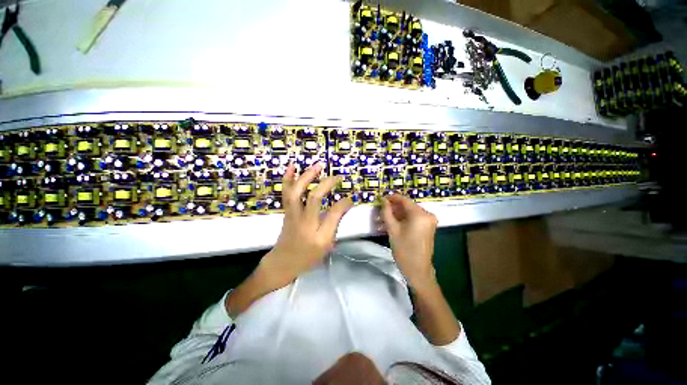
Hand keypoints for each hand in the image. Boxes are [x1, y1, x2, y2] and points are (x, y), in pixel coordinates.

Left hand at [260, 162, 352, 286]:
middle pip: (313, 197)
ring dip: (307, 176)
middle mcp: (303, 221)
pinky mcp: (287, 210)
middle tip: (338, 177)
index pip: (333, 213)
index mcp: (317, 233)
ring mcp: (292, 213)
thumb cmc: (307, 256)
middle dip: (327, 184)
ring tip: (318, 165)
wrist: (282, 262)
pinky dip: (288, 178)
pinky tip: (292, 167)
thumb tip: (344, 205)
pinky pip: (286, 192)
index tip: (350, 198)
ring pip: (296, 192)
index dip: (344, 203)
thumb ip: (335, 223)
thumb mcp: (326, 244)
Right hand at [381, 194, 437, 288]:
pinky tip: (393, 223)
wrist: (418, 270)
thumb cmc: (404, 249)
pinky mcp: (428, 226)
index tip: (381, 199)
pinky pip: (414, 218)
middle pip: (407, 206)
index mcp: (420, 214)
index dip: (391, 198)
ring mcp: (429, 220)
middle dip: (393, 208)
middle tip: (380, 211)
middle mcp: (427, 214)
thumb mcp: (392, 229)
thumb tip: (383, 200)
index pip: (404, 200)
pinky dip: (403, 219)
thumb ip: (387, 212)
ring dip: (397, 214)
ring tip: (383, 219)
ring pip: (410, 212)